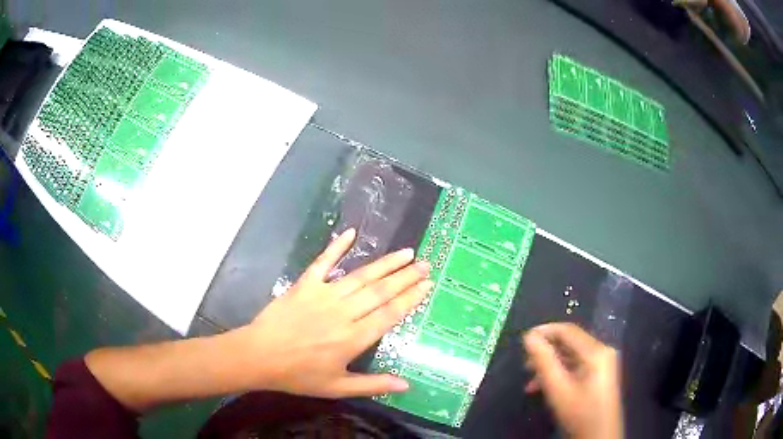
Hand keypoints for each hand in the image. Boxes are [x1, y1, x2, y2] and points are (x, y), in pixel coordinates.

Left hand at [237, 228, 432, 397]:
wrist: (259, 357)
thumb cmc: (298, 375)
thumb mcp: (337, 388)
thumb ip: (373, 385)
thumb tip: (406, 385)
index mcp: (353, 338)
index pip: (390, 314)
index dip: (410, 298)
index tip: (427, 285)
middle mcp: (343, 313)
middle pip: (380, 291)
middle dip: (405, 277)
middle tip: (425, 264)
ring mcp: (323, 295)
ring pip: (361, 276)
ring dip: (385, 263)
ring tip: (406, 253)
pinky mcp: (305, 284)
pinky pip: (323, 262)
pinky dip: (337, 246)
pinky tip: (351, 233)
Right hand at [523, 323, 622, 438]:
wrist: (599, 436)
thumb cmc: (579, 412)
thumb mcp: (558, 388)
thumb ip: (543, 361)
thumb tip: (529, 337)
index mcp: (596, 351)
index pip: (568, 330)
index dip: (544, 331)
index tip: (523, 340)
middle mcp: (601, 352)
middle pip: (570, 343)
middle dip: (546, 352)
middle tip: (525, 364)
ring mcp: (602, 364)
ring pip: (572, 357)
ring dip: (550, 366)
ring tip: (530, 380)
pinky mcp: (600, 376)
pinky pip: (577, 367)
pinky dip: (560, 374)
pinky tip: (544, 387)